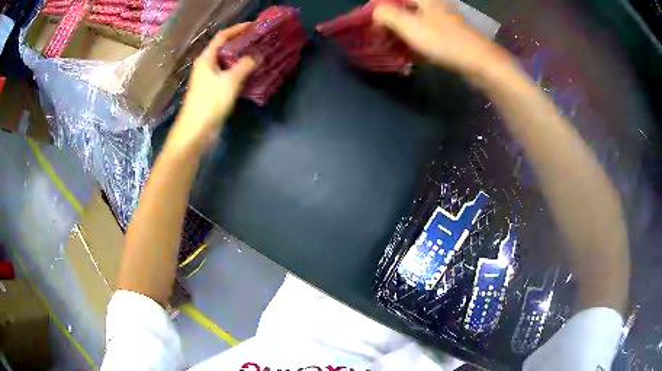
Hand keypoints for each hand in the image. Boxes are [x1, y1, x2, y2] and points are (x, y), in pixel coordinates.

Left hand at [169, 23, 256, 154]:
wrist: (196, 132)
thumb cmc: (209, 103)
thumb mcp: (229, 81)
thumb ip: (245, 65)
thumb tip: (257, 56)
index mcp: (206, 59)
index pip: (222, 37)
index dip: (237, 29)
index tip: (254, 26)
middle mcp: (206, 66)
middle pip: (224, 49)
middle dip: (241, 43)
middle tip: (260, 40)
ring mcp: (209, 80)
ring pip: (227, 63)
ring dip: (242, 59)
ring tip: (260, 55)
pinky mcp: (213, 93)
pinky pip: (228, 77)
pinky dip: (240, 73)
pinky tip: (252, 75)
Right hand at [373, 0, 512, 79]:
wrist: (483, 63)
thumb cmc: (445, 42)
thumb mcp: (410, 26)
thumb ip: (387, 15)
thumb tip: (376, 12)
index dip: (380, 7)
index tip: (371, 21)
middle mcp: (437, 5)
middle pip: (406, 7)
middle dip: (390, 20)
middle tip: (380, 35)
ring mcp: (447, 20)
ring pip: (417, 20)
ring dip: (402, 30)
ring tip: (393, 45)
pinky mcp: (453, 34)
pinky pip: (429, 32)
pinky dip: (417, 39)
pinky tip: (413, 51)